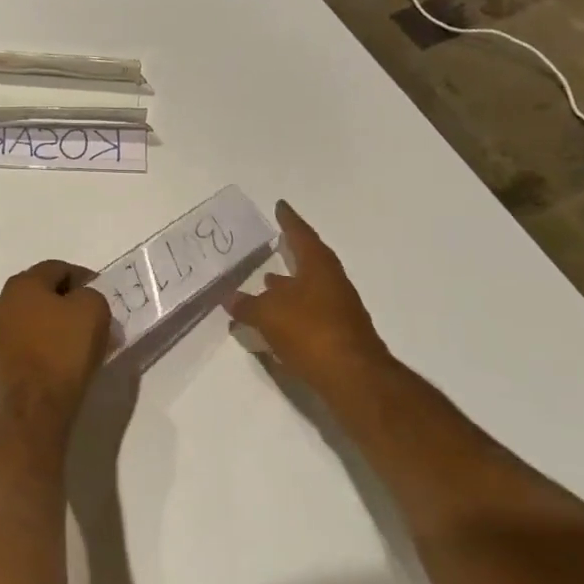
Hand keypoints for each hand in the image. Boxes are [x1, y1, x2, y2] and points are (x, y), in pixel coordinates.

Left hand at [0, 260, 111, 421]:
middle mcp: (3, 301)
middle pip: (42, 291)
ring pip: (33, 315)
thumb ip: (90, 294)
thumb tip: (80, 300)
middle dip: (67, 299)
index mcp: (23, 283)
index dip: (83, 277)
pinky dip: (45, 341)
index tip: (101, 293)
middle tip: (91, 314)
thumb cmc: (65, 349)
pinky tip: (61, 355)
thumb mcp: (93, 309)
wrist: (36, 402)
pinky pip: (27, 338)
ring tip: (78, 337)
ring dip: (55, 321)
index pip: (58, 268)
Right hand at [226, 201, 389, 390]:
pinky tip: (273, 323)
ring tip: (263, 288)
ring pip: (307, 292)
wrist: (352, 377)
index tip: (281, 206)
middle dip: (289, 257)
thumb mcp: (268, 314)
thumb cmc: (310, 331)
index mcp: (319, 268)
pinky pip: (308, 316)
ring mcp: (338, 311)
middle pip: (309, 264)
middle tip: (272, 249)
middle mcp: (332, 284)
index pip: (302, 236)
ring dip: (287, 289)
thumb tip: (231, 298)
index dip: (289, 221)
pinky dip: (290, 314)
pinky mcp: (336, 336)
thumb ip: (248, 305)